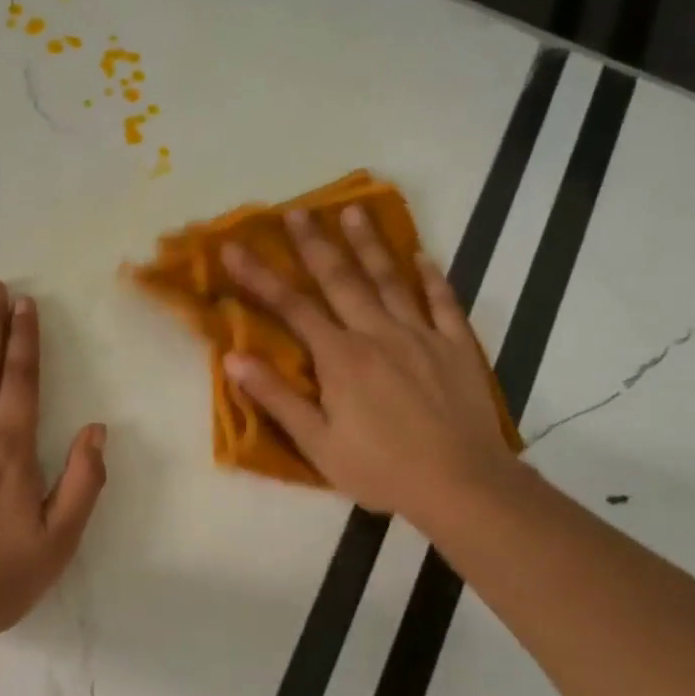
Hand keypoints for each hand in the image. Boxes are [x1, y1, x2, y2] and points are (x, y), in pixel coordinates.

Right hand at [220, 206, 517, 522]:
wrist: (462, 485)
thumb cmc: (382, 469)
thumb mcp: (318, 443)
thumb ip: (277, 397)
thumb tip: (233, 358)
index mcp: (341, 358)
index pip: (292, 307)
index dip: (260, 276)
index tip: (234, 247)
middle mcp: (378, 334)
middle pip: (341, 279)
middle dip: (315, 244)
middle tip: (297, 210)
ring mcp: (421, 336)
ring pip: (390, 280)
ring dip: (369, 244)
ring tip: (354, 211)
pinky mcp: (456, 347)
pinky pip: (443, 303)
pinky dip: (432, 277)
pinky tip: (423, 256)